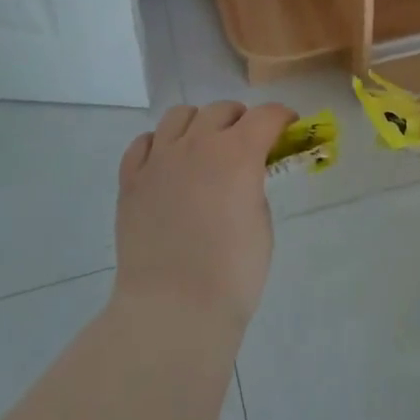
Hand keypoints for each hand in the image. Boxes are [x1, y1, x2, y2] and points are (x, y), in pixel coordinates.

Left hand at [114, 100, 294, 329]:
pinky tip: (167, 164)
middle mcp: (197, 144)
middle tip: (248, 142)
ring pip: (180, 115)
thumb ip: (253, 186)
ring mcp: (160, 159)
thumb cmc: (232, 273)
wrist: (173, 310)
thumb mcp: (262, 223)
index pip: (265, 115)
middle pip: (221, 110)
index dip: (282, 117)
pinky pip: (144, 143)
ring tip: (204, 146)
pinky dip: (160, 145)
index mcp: (238, 153)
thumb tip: (243, 177)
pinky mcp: (131, 180)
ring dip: (199, 124)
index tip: (288, 127)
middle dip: (241, 119)